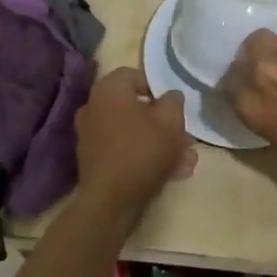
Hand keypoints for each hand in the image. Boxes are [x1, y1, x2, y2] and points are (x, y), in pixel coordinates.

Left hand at [73, 67, 196, 225]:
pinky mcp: (92, 159)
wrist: (111, 201)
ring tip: (185, 163)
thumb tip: (169, 96)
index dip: (158, 89)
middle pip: (135, 107)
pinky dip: (143, 156)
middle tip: (185, 139)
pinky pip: (123, 149)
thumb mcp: (171, 121)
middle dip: (164, 124)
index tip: (173, 108)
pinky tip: (170, 173)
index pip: (134, 75)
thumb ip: (173, 101)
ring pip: (132, 131)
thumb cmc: (142, 151)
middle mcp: (94, 106)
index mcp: (108, 89)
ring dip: (159, 143)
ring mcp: (90, 134)